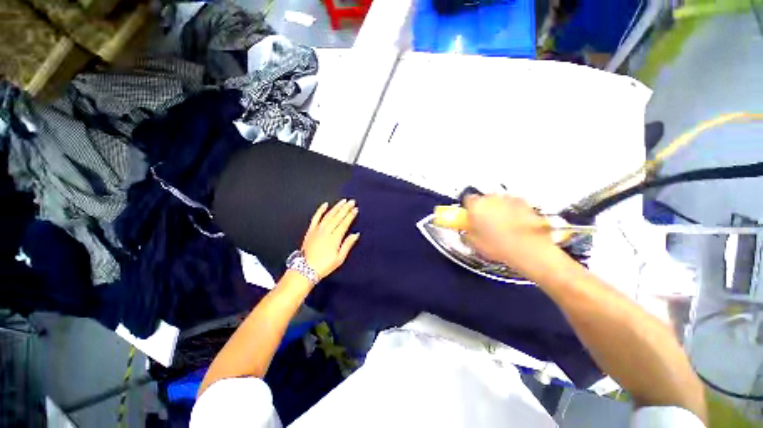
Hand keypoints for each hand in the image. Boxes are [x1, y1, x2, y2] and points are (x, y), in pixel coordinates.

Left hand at [301, 200, 359, 278]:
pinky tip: (325, 204)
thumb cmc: (324, 265)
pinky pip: (316, 217)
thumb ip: (348, 244)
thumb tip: (356, 234)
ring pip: (328, 215)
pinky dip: (320, 210)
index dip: (350, 215)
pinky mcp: (310, 230)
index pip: (344, 223)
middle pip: (338, 217)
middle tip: (352, 201)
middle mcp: (326, 231)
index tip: (355, 209)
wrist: (305, 269)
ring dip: (336, 207)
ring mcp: (317, 229)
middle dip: (346, 208)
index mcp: (334, 238)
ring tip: (343, 201)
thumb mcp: (339, 258)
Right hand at [463, 194, 564, 279]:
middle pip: (484, 199)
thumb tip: (466, 232)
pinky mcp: (526, 203)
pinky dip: (514, 211)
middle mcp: (491, 198)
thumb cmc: (498, 245)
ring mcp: (510, 199)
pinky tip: (516, 225)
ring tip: (503, 225)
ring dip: (499, 209)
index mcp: (476, 205)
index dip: (469, 209)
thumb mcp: (475, 244)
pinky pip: (515, 205)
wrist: (529, 249)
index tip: (470, 218)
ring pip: (500, 201)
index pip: (467, 200)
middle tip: (486, 223)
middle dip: (484, 209)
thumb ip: (467, 234)